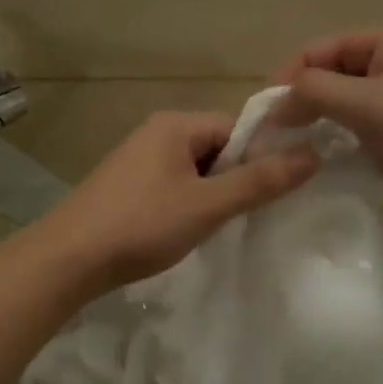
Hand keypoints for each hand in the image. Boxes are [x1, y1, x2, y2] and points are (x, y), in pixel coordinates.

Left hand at [31, 110, 318, 290]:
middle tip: (242, 216)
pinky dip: (183, 205)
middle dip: (233, 179)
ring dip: (209, 196)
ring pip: (192, 171)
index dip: (260, 158)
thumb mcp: (208, 205)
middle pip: (215, 148)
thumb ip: (260, 182)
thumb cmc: (142, 225)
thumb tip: (313, 154)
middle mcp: (154, 132)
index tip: (272, 193)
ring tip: (212, 228)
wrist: (69, 258)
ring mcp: (135, 159)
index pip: (237, 128)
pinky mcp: (124, 186)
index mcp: (175, 125)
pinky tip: (181, 232)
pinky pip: (169, 186)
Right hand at [273, 23, 382, 221]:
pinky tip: (344, 163)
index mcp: (382, 39)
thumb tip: (276, 104)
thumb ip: (313, 93)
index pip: (313, 52)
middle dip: (303, 106)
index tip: (264, 122)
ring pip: (347, 103)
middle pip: (329, 76)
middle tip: (279, 142)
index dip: (284, 83)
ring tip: (306, 154)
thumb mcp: (366, 104)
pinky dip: (351, 141)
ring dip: (325, 126)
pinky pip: (368, 125)